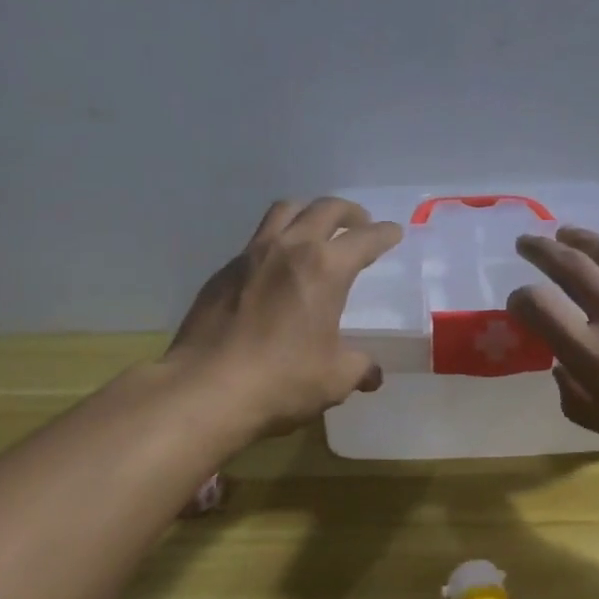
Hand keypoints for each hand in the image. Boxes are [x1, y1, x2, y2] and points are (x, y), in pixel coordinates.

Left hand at [166, 198, 402, 438]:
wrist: (204, 389)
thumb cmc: (281, 380)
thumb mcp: (334, 379)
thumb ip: (359, 368)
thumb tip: (371, 373)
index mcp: (325, 268)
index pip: (365, 238)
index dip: (384, 234)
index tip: (394, 232)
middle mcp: (289, 248)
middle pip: (325, 208)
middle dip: (349, 212)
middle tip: (360, 224)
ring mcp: (250, 256)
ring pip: (284, 212)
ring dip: (308, 213)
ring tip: (316, 231)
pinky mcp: (222, 272)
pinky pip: (255, 242)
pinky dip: (276, 243)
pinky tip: (276, 270)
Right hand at [506, 228, 598, 497]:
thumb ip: (579, 400)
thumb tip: (561, 367)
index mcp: (598, 358)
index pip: (540, 308)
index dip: (522, 300)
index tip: (521, 303)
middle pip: (571, 267)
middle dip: (541, 251)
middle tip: (528, 242)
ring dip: (583, 238)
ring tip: (568, 233)